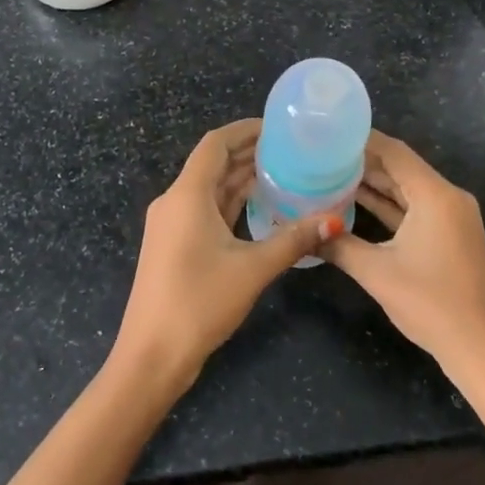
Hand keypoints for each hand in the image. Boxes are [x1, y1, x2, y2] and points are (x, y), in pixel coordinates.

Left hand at [113, 119, 341, 393]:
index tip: (279, 128)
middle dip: (250, 154)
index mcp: (186, 195)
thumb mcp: (252, 269)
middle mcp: (175, 202)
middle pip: (213, 164)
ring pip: (211, 190)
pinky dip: (233, 205)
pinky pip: (206, 211)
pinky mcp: (174, 246)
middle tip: (293, 151)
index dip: (245, 130)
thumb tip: (334, 220)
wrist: (151, 355)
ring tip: (285, 174)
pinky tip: (262, 209)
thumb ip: (293, 240)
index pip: (215, 144)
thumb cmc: (199, 303)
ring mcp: (171, 225)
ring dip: (242, 180)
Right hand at [320, 131, 484, 394]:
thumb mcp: (377, 273)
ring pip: (406, 190)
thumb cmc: (431, 304)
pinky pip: (414, 210)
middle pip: (400, 168)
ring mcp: (451, 218)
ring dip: (373, 184)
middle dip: (362, 161)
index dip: (360, 140)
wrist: (483, 349)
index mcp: (435, 195)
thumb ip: (338, 245)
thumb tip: (302, 231)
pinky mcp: (449, 237)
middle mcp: (447, 198)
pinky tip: (355, 204)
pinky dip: (387, 206)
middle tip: (320, 155)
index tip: (327, 133)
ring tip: (329, 174)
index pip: (394, 152)